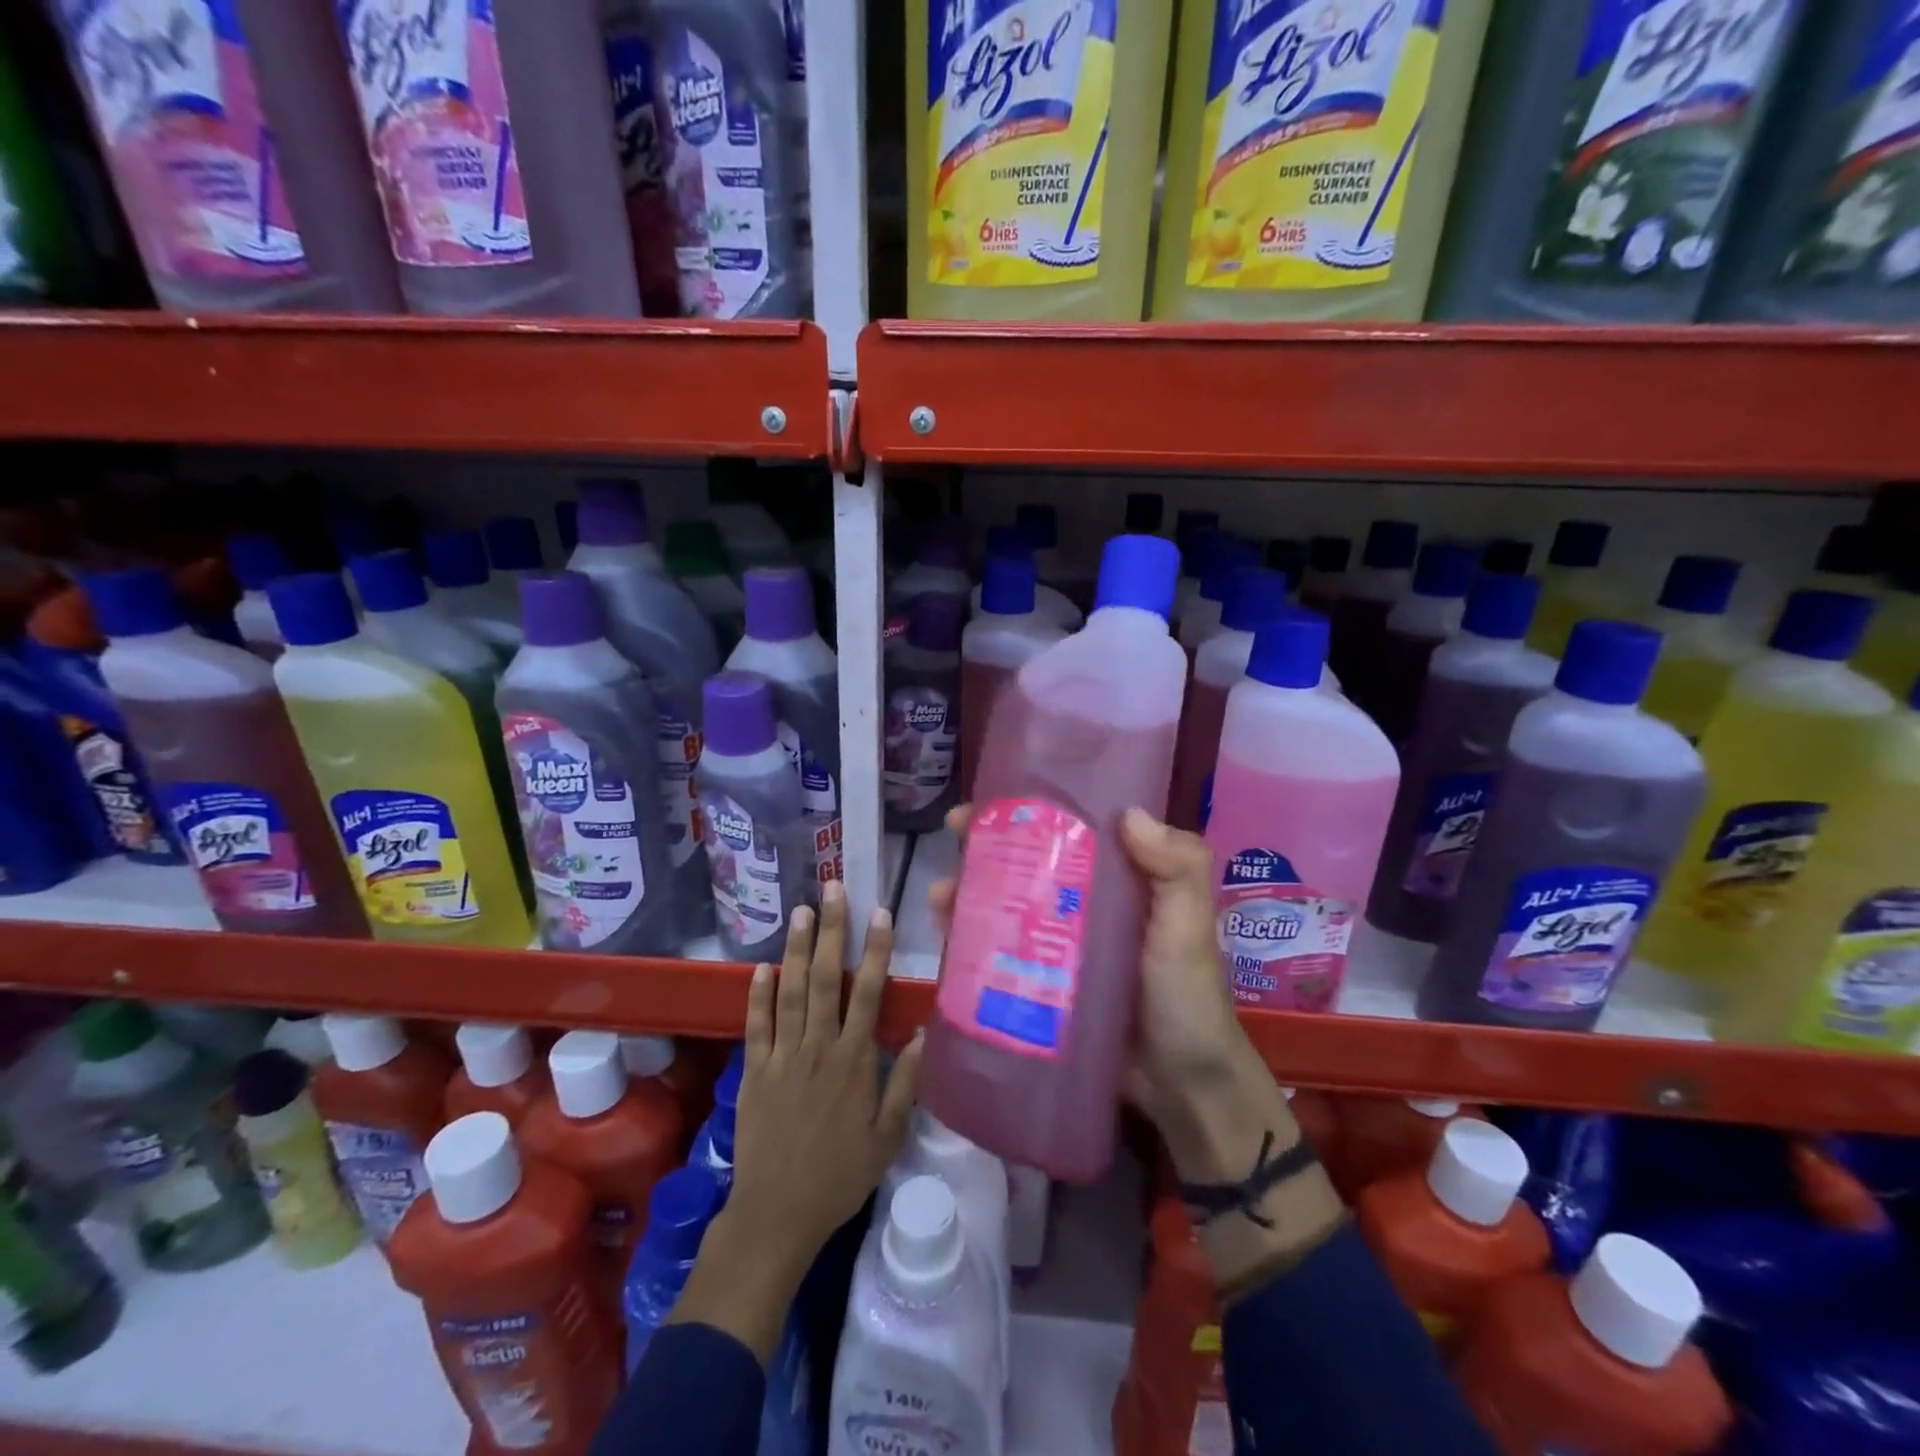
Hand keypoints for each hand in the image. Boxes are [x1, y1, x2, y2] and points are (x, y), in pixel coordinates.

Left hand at [671, 882, 922, 1361]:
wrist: (777, 1214)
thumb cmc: (839, 1175)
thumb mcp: (886, 1137)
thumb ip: (904, 1084)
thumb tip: (920, 1034)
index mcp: (853, 1061)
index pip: (869, 993)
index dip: (876, 950)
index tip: (880, 913)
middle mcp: (818, 1047)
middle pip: (826, 978)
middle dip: (831, 931)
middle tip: (832, 889)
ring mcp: (782, 1056)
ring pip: (790, 991)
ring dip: (795, 949)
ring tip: (800, 910)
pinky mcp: (754, 1071)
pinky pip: (756, 1025)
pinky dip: (758, 994)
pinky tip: (761, 965)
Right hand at [928, 803, 1253, 1132]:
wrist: (1183, 1087)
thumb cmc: (1187, 995)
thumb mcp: (1190, 925)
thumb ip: (1178, 868)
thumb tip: (1128, 813)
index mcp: (1118, 880)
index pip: (1069, 830)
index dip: (1031, 810)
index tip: (993, 799)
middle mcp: (1082, 904)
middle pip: (1027, 862)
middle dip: (986, 845)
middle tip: (953, 835)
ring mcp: (1058, 946)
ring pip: (1005, 906)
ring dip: (969, 893)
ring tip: (940, 895)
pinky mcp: (1040, 985)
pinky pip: (1000, 954)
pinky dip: (970, 940)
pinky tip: (944, 935)